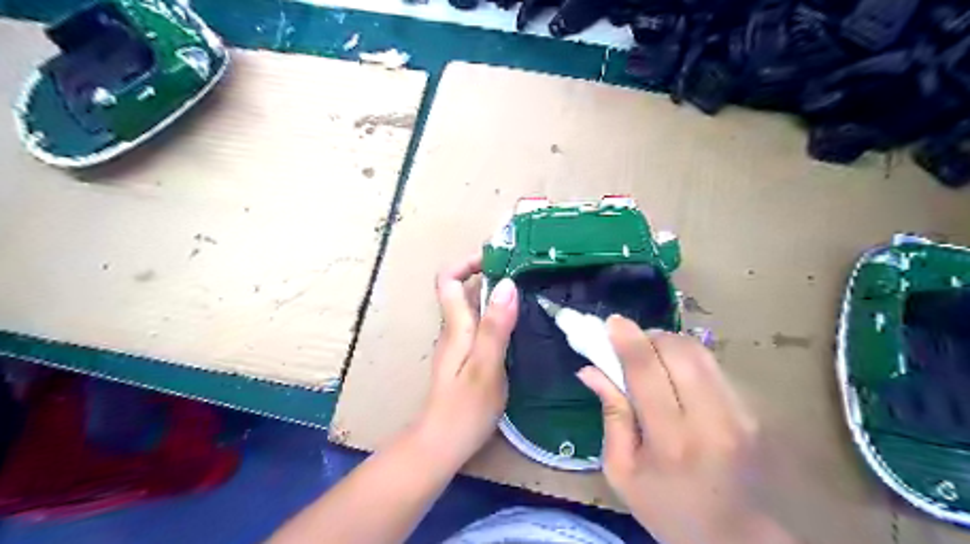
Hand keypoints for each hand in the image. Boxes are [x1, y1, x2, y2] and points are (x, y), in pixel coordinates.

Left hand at [417, 255, 523, 471]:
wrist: (442, 444)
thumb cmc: (464, 408)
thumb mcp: (486, 366)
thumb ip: (495, 326)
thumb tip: (507, 284)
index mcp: (455, 326)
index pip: (447, 279)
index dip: (467, 262)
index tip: (497, 259)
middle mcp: (454, 330)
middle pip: (462, 290)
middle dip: (489, 275)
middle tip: (523, 274)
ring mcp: (459, 345)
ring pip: (473, 308)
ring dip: (495, 295)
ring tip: (528, 294)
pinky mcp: (467, 358)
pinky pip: (480, 326)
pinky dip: (498, 316)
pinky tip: (520, 326)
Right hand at [575, 317, 794, 540]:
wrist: (738, 540)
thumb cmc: (669, 510)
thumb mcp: (623, 472)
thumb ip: (610, 415)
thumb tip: (590, 369)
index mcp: (671, 441)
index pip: (646, 371)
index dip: (627, 339)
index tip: (611, 321)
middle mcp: (711, 420)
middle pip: (678, 351)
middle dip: (649, 337)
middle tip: (630, 345)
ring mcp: (739, 413)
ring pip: (700, 352)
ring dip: (669, 344)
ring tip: (652, 357)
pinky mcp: (752, 411)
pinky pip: (713, 366)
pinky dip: (687, 359)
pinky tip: (677, 376)